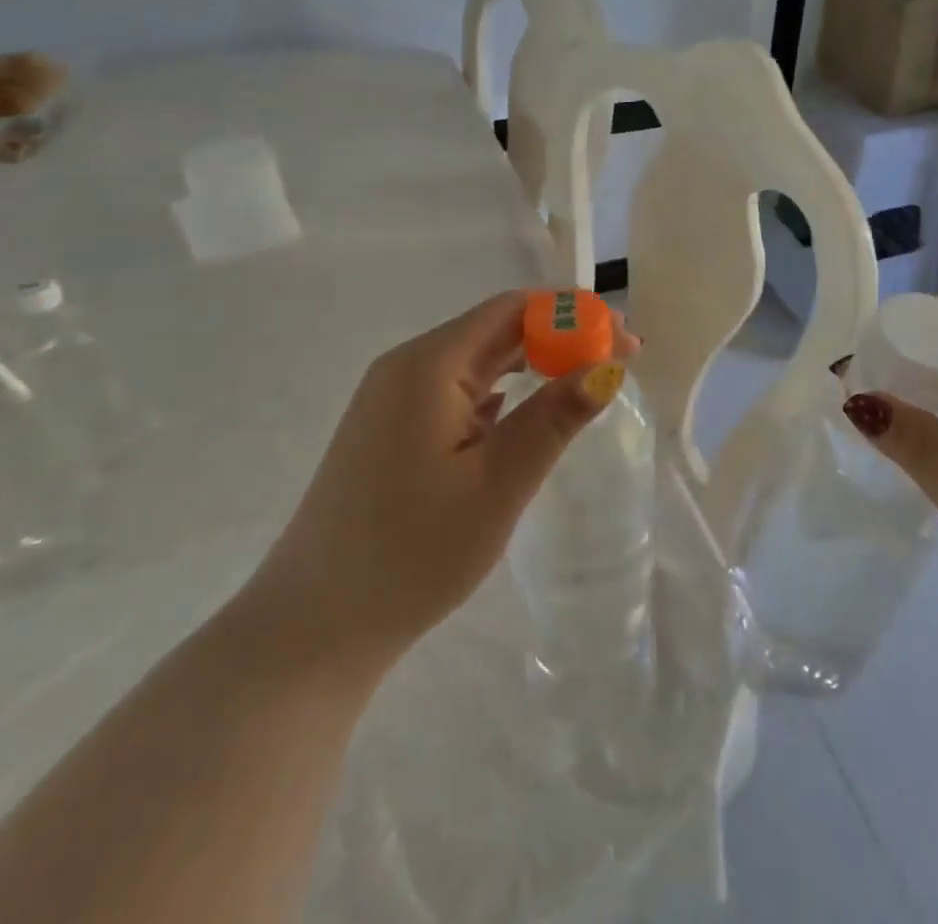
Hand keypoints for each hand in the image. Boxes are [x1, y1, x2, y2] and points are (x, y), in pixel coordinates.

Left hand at [242, 291, 632, 679]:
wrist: (312, 628)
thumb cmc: (412, 553)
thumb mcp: (498, 484)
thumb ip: (555, 418)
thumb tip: (608, 367)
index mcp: (428, 365)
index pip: (514, 309)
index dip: (576, 315)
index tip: (626, 341)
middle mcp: (407, 366)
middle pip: (497, 329)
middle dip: (561, 336)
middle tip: (617, 361)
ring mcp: (393, 398)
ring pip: (478, 359)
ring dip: (533, 362)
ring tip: (583, 382)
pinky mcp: (391, 428)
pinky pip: (457, 389)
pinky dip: (502, 390)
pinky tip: (525, 413)